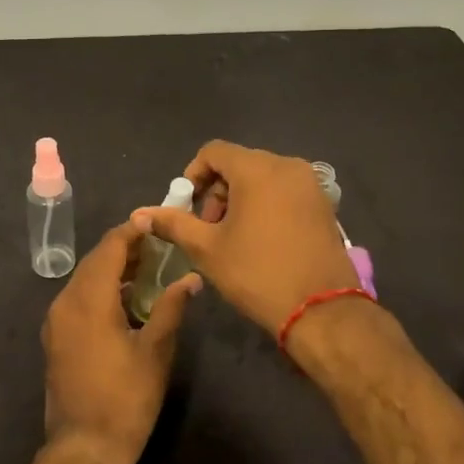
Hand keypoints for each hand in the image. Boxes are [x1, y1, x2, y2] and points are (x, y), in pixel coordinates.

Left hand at [42, 224, 198, 463]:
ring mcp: (56, 321)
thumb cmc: (125, 399)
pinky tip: (125, 299)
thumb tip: (191, 278)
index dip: (132, 231)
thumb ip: (172, 308)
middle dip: (125, 249)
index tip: (155, 221)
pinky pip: (78, 299)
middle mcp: (65, 302)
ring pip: (85, 279)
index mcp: (89, 299)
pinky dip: (101, 289)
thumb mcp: (155, 351)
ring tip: (148, 268)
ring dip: (113, 269)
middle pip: (95, 261)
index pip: (110, 248)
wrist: (84, 449)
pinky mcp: (56, 338)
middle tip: (158, 245)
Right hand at [132, 140, 356, 336]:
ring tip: (233, 237)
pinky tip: (261, 239)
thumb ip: (173, 224)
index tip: (187, 207)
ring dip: (240, 198)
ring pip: (262, 177)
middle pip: (239, 164)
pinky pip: (284, 190)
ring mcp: (309, 184)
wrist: (322, 311)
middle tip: (208, 228)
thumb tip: (139, 214)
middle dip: (217, 190)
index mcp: (257, 168)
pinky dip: (266, 204)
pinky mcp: (324, 204)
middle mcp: (286, 165)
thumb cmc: (258, 273)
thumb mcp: (207, 249)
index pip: (214, 151)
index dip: (193, 175)